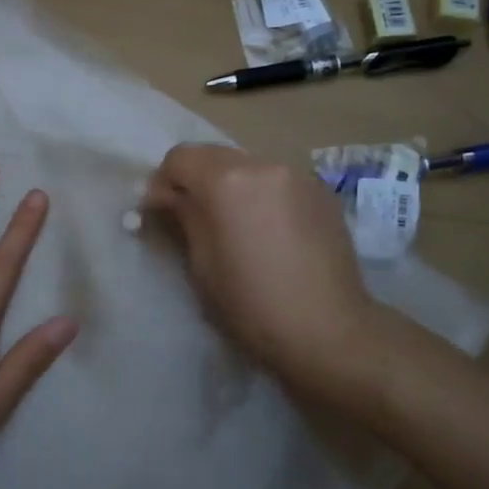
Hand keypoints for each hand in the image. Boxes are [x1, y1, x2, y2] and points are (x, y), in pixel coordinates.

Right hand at [145, 144, 383, 407]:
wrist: (329, 331)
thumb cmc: (252, 304)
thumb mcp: (202, 264)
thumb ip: (183, 217)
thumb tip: (167, 197)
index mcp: (227, 181)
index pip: (179, 158)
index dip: (162, 182)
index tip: (159, 212)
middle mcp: (263, 164)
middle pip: (214, 156)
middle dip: (196, 181)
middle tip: (192, 218)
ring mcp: (298, 175)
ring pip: (248, 167)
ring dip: (231, 187)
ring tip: (235, 226)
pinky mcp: (322, 192)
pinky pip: (277, 182)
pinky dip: (262, 196)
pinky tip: (269, 231)